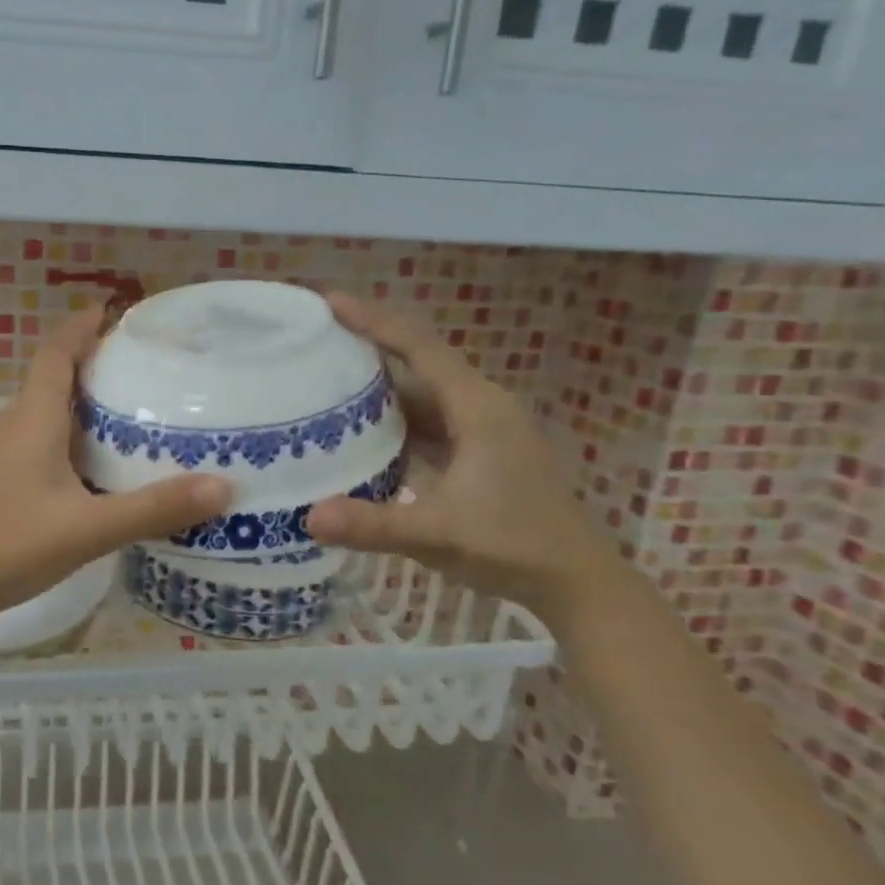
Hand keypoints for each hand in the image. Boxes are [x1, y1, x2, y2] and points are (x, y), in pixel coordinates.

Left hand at [0, 307, 230, 628]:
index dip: (82, 326)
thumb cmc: (5, 545)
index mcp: (33, 419)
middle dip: (94, 363)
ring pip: (48, 414)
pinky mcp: (0, 484)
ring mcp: (3, 457)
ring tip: (132, 411)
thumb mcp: (86, 528)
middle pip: (55, 378)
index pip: (57, 352)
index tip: (114, 310)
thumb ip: (152, 509)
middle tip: (145, 366)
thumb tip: (223, 487)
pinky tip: (98, 469)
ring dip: (84, 404)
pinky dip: (73, 440)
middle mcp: (15, 427)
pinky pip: (42, 444)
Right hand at [304, 293, 622, 617]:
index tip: (328, 302)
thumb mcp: (438, 535)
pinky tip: (362, 435)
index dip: (373, 320)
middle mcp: (481, 407)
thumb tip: (308, 516)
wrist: (575, 582)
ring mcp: (483, 429)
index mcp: (477, 408)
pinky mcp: (480, 451)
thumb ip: (374, 526)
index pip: (419, 347)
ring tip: (325, 383)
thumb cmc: (513, 547)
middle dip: (368, 348)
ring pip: (422, 395)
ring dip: (379, 389)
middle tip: (314, 342)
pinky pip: (428, 421)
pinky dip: (394, 421)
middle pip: (418, 363)